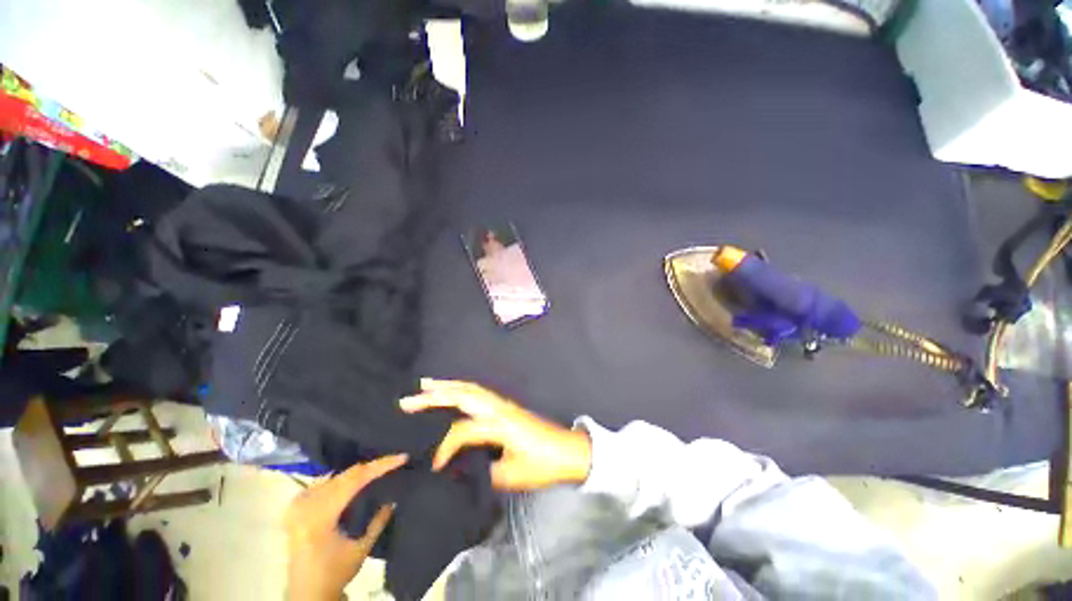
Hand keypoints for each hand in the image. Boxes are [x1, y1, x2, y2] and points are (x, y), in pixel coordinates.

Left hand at [283, 454, 406, 600]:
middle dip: (372, 466)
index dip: (380, 466)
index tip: (402, 457)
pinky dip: (340, 478)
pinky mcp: (296, 508)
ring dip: (357, 472)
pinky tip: (351, 479)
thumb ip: (378, 522)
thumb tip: (394, 499)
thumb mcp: (361, 550)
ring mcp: (298, 505)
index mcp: (321, 516)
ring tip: (378, 468)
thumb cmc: (335, 573)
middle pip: (346, 475)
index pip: (355, 479)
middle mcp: (307, 506)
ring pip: (335, 476)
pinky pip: (322, 482)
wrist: (306, 592)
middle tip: (394, 461)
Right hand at [400, 378, 591, 490]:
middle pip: (463, 395)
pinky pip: (479, 392)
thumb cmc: (543, 465)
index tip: (431, 467)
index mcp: (499, 424)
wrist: (569, 451)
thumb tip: (458, 472)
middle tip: (408, 399)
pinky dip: (462, 389)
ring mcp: (503, 404)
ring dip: (447, 386)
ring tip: (424, 385)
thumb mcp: (512, 476)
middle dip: (435, 396)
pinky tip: (453, 392)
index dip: (443, 449)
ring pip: (471, 389)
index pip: (461, 431)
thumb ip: (482, 473)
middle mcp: (498, 408)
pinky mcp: (506, 406)